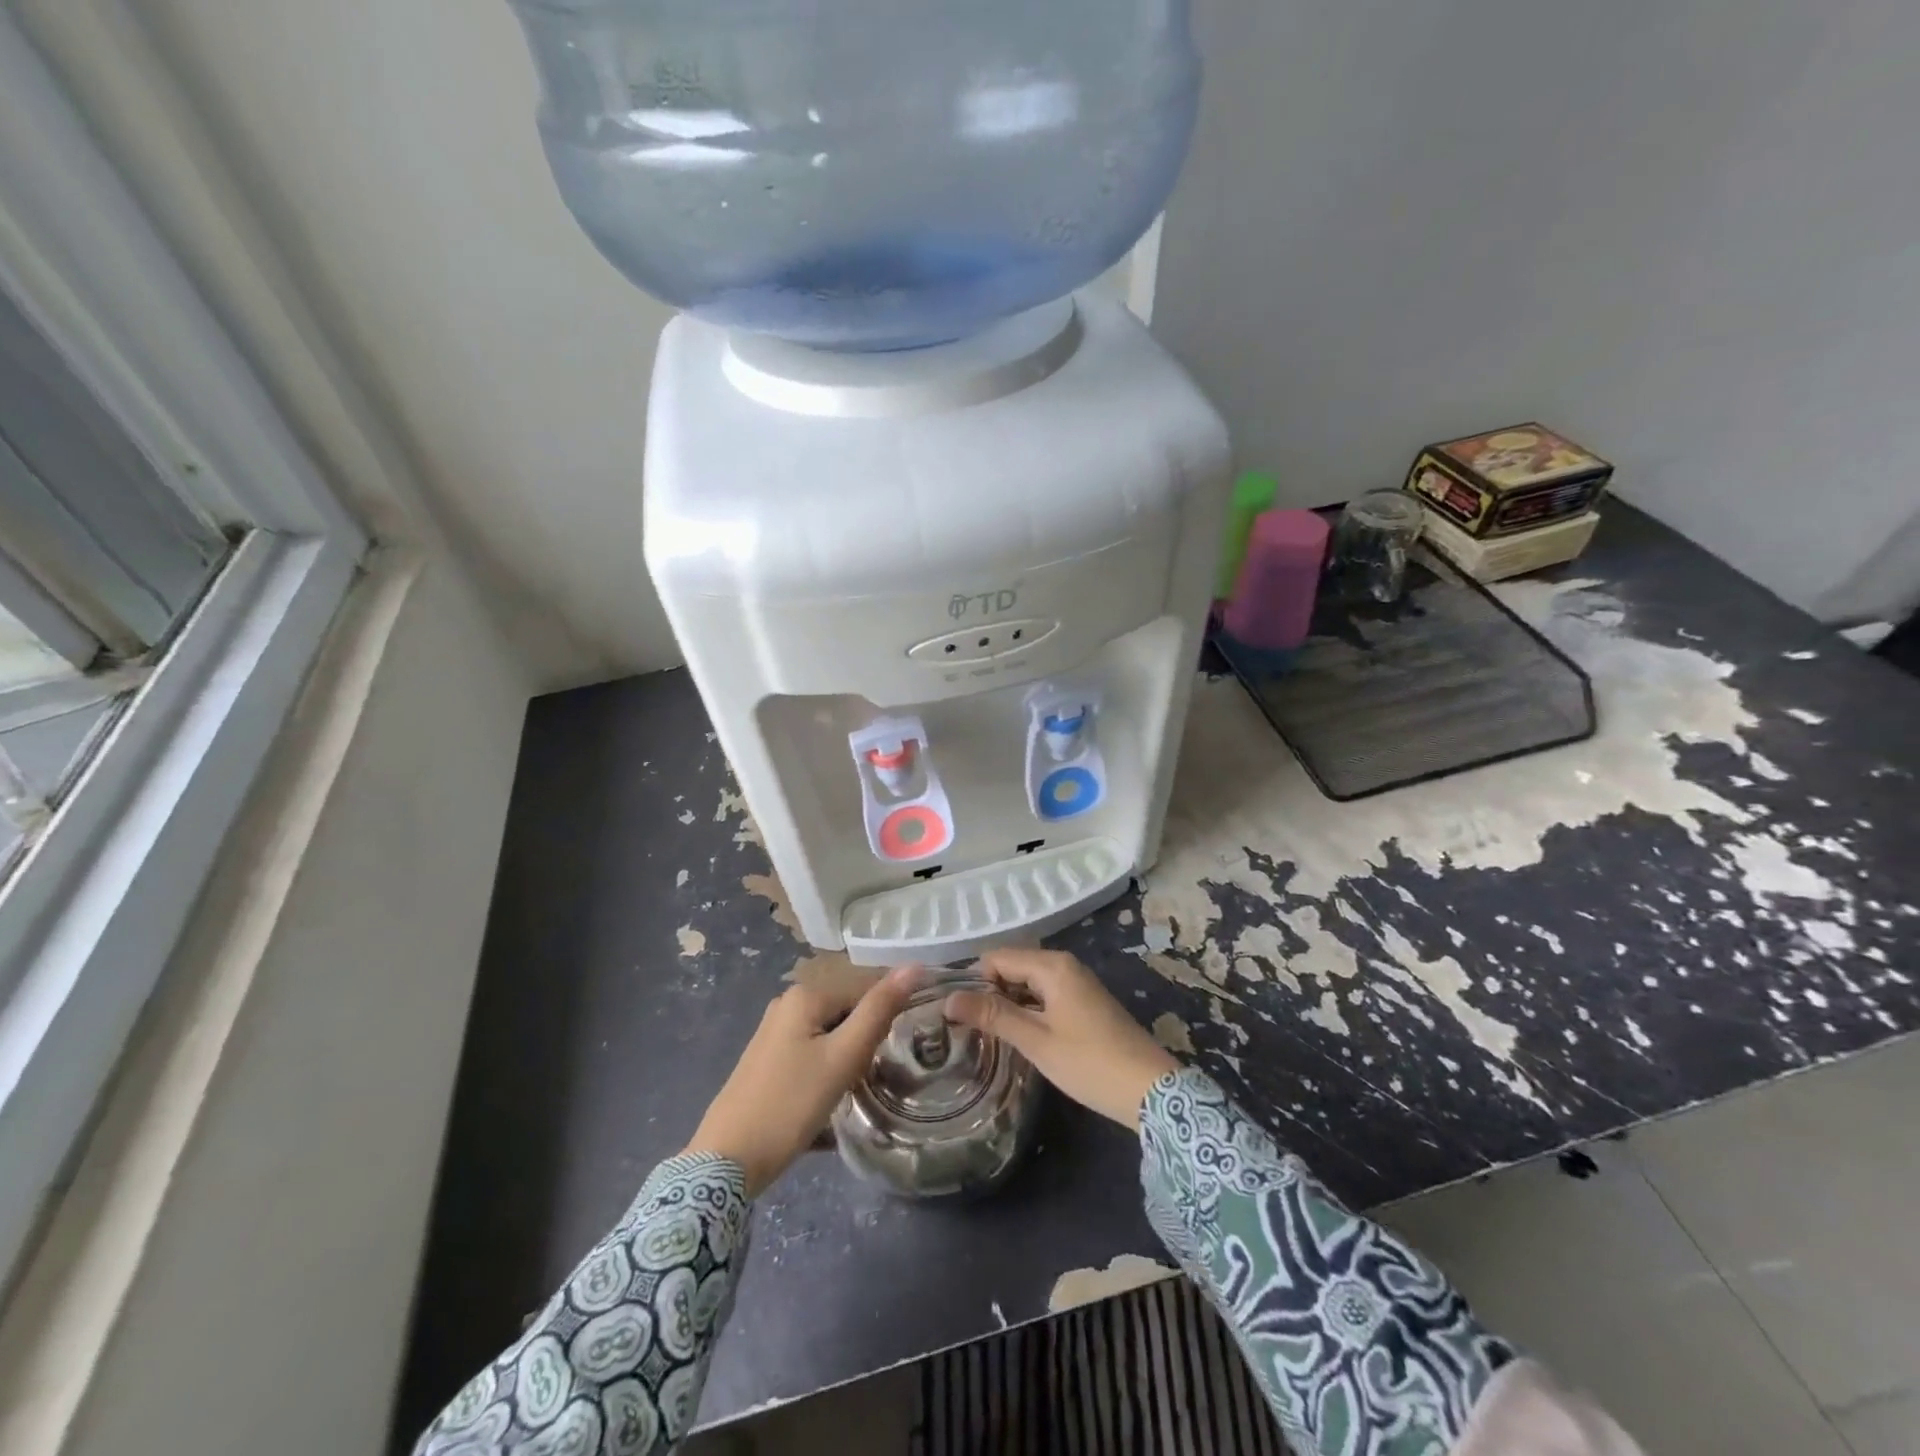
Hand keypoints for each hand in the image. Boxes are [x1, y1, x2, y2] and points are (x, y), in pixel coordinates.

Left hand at [687, 966, 918, 1195]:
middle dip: (862, 1041)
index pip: (865, 991)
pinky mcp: (767, 1058)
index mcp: (805, 994)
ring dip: (846, 1058)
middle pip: (846, 1012)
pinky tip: (825, 1098)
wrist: (727, 1160)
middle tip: (865, 1077)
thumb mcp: (843, 1057)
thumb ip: (879, 1010)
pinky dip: (826, 1068)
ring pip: (831, 1033)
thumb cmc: (791, 1105)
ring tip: (848, 1090)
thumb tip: (914, 966)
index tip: (884, 1056)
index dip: (882, 1022)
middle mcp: (786, 1003)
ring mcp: (773, 1031)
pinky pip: (812, 1050)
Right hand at [945, 948, 1177, 1130]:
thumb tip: (949, 998)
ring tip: (985, 1033)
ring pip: (1028, 981)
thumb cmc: (1089, 1063)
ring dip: (1007, 1001)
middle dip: (988, 990)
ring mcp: (1077, 983)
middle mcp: (1064, 965)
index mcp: (1052, 966)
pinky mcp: (1085, 1002)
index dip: (973, 980)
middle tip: (966, 1025)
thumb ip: (993, 1015)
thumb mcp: (1036, 1041)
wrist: (1151, 1090)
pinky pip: (1044, 994)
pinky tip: (1018, 1035)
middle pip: (1012, 966)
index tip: (955, 1012)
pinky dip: (1027, 1008)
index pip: (997, 957)